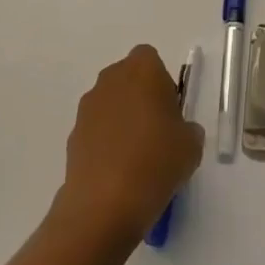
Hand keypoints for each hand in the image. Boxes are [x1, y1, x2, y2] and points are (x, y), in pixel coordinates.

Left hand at [53, 45, 204, 248]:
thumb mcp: (191, 145)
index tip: (170, 110)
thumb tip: (178, 133)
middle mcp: (111, 80)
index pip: (150, 59)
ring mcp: (88, 108)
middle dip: (140, 97)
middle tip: (157, 131)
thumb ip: (188, 129)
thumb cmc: (156, 161)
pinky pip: (96, 130)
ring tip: (137, 157)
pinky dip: (106, 143)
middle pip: (127, 78)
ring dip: (121, 120)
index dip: (161, 81)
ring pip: (110, 103)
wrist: (104, 205)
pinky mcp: (73, 136)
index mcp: (143, 70)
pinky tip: (118, 173)